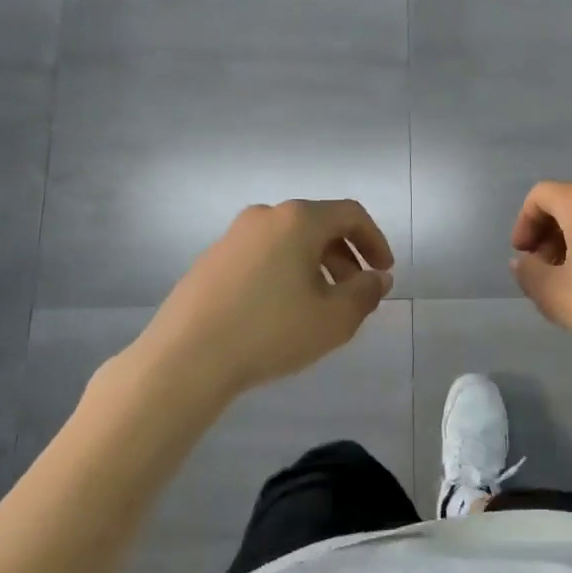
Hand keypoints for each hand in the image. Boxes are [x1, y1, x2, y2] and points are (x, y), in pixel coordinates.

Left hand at [139, 199, 394, 403]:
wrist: (186, 358)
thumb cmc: (271, 331)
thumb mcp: (334, 319)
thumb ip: (366, 293)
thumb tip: (378, 278)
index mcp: (298, 220)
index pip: (350, 214)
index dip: (375, 241)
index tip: (384, 272)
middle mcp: (264, 217)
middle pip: (318, 226)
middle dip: (346, 257)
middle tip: (357, 293)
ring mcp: (232, 237)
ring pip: (289, 242)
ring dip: (316, 267)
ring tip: (321, 306)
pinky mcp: (211, 261)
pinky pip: (263, 257)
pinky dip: (285, 273)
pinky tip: (282, 312)